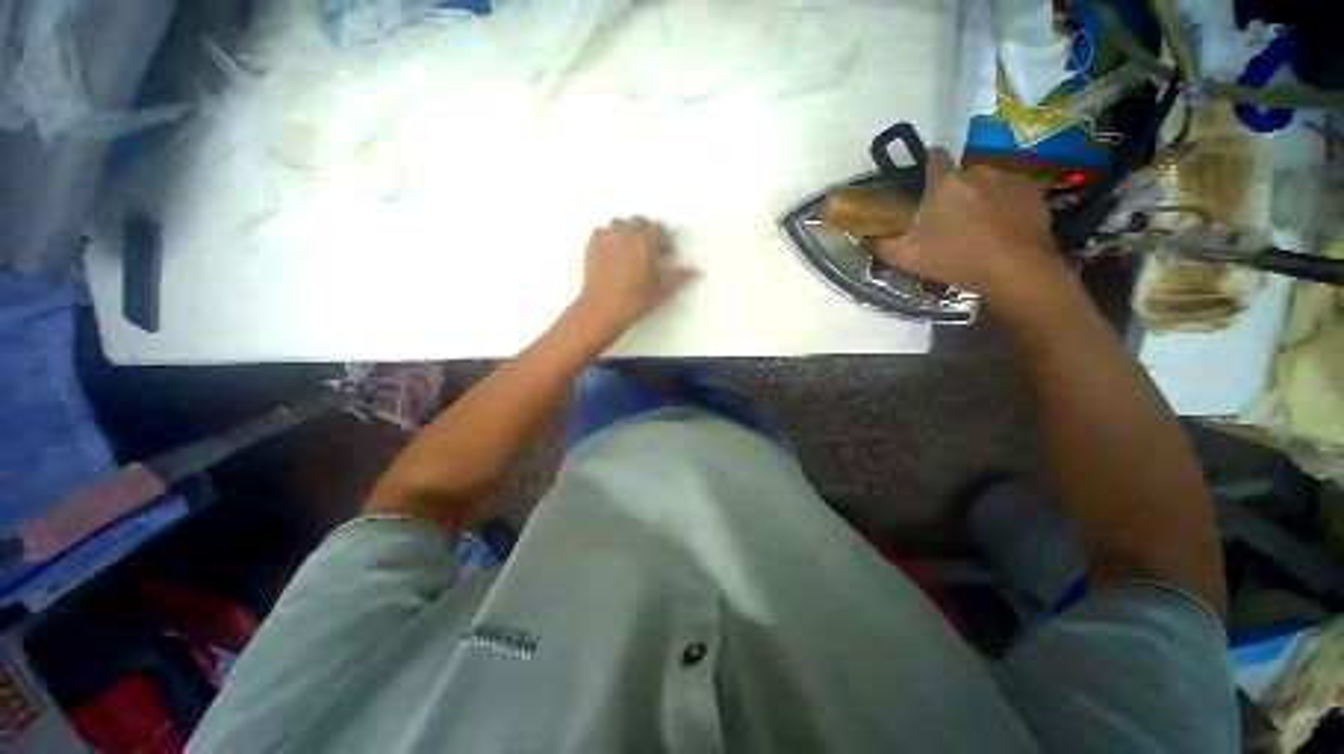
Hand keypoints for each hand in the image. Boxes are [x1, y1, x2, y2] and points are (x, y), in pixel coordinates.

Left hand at [576, 216, 697, 331]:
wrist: (602, 310)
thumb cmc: (635, 300)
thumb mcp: (662, 290)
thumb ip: (679, 276)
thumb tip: (696, 271)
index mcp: (644, 241)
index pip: (658, 229)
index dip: (664, 240)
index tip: (666, 254)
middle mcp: (624, 233)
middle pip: (638, 221)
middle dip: (646, 232)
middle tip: (650, 250)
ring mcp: (605, 238)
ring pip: (618, 223)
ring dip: (626, 231)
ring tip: (630, 248)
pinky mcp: (591, 247)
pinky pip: (600, 232)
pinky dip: (608, 237)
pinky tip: (611, 252)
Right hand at [876, 148, 1073, 318]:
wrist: (1015, 269)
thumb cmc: (955, 259)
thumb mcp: (906, 257)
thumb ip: (882, 245)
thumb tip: (869, 238)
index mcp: (945, 183)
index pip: (934, 157)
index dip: (928, 164)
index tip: (925, 179)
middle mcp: (977, 171)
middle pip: (959, 176)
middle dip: (953, 192)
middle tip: (949, 220)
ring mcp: (1008, 178)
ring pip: (986, 183)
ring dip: (979, 197)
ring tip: (979, 226)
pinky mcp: (1032, 190)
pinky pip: (1010, 191)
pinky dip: (1004, 203)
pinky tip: (1002, 226)